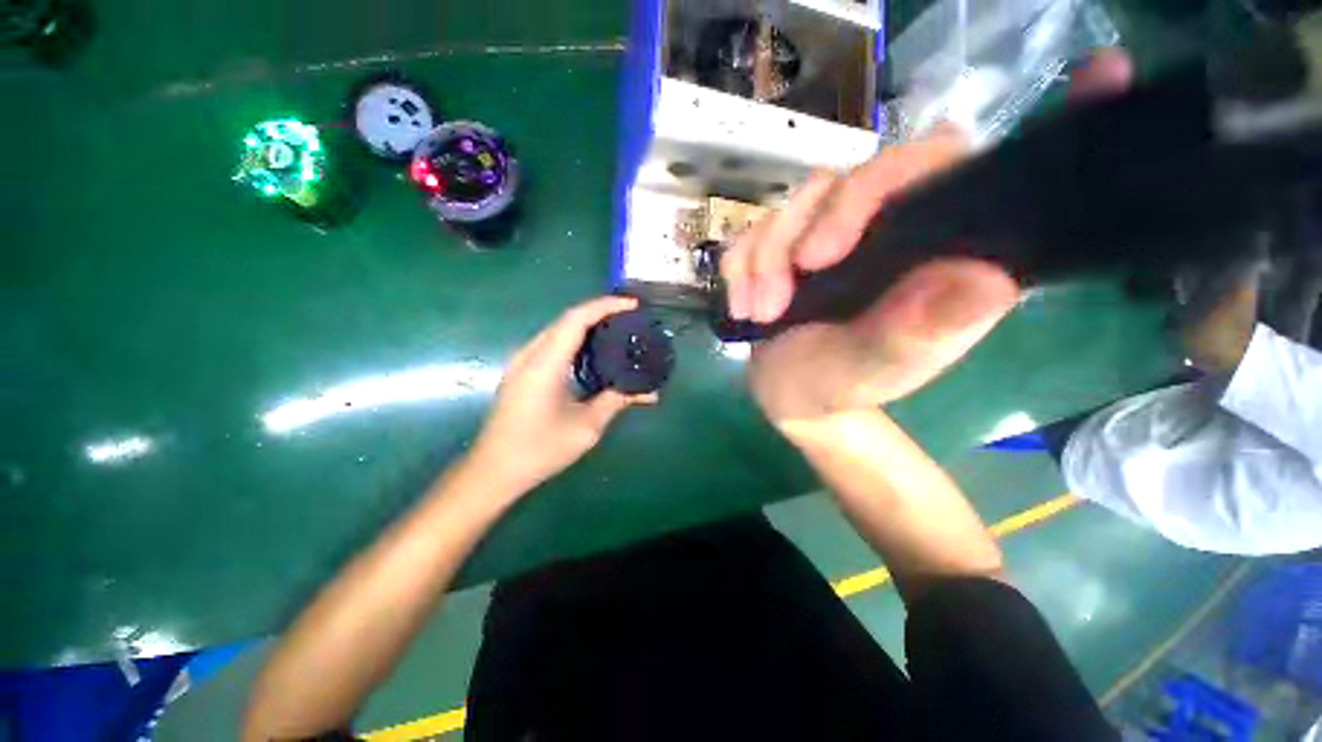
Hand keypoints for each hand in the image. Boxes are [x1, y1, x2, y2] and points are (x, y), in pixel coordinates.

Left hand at [468, 296, 657, 492]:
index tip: (632, 305)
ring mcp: (522, 362)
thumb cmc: (539, 450)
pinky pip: (551, 344)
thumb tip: (649, 392)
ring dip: (587, 325)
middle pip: (567, 319)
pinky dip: (575, 339)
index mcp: (545, 364)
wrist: (493, 471)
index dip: (605, 306)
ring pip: (558, 330)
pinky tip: (593, 353)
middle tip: (630, 318)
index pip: (576, 319)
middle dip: (600, 312)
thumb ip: (616, 401)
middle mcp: (530, 355)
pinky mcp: (521, 372)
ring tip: (616, 330)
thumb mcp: (586, 427)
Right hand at [725, 50, 1132, 425]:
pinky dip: (742, 264)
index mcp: (940, 257)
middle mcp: (893, 231)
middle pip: (866, 173)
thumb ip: (915, 335)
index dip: (1038, 125)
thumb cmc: (837, 388)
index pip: (971, 175)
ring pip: (802, 200)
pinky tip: (743, 304)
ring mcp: (835, 234)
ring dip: (767, 255)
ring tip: (759, 311)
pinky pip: (759, 229)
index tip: (1103, 74)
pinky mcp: (789, 245)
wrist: (790, 397)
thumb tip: (985, 280)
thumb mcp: (870, 372)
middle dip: (819, 221)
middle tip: (796, 278)